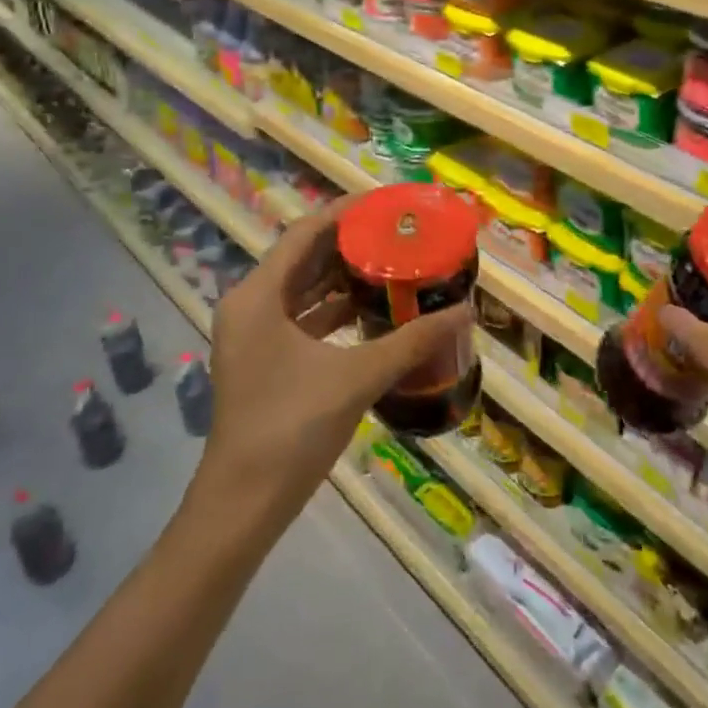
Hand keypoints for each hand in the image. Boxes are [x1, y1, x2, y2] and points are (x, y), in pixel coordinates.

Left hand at [202, 197, 472, 515]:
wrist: (243, 504)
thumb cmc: (291, 428)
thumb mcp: (356, 378)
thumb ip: (411, 342)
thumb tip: (464, 313)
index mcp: (258, 295)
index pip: (304, 233)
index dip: (345, 213)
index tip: (386, 203)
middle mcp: (250, 305)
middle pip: (303, 258)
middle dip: (349, 244)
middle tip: (397, 232)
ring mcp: (254, 334)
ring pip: (302, 289)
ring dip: (343, 277)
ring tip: (391, 262)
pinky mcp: (263, 359)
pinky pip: (302, 318)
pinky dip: (334, 310)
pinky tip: (372, 310)